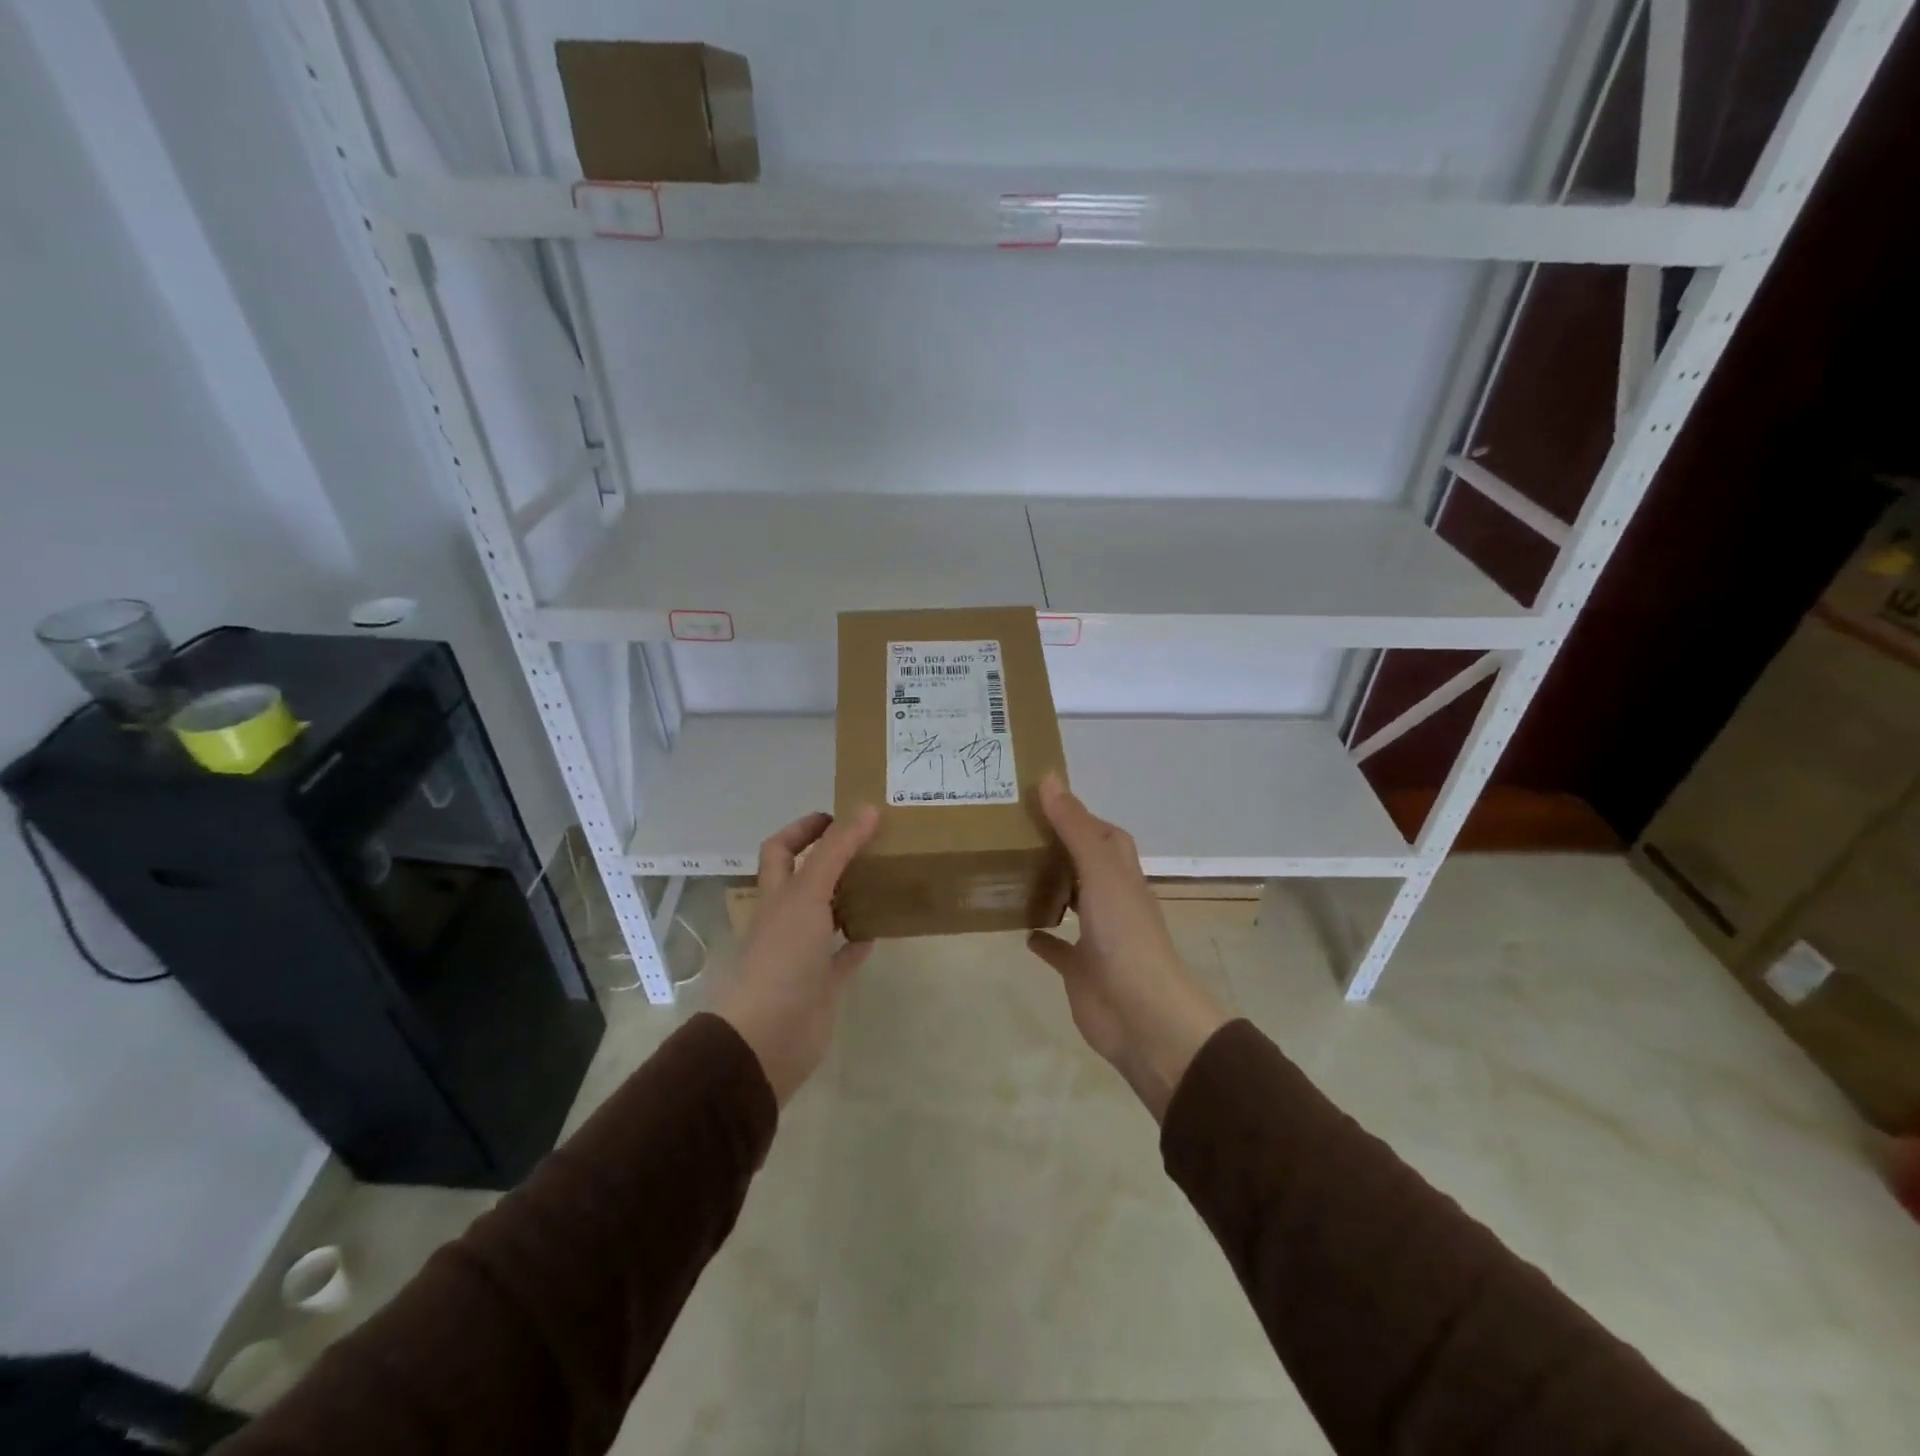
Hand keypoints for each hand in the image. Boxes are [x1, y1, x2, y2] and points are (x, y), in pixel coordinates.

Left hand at [714, 806, 878, 1105]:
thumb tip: (866, 808)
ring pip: (829, 914)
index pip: (781, 850)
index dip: (803, 829)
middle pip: (807, 879)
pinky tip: (883, 925)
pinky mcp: (823, 982)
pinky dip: (860, 939)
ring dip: (851, 896)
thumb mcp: (808, 894)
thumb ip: (836, 851)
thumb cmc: (782, 956)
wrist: (769, 1035)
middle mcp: (786, 918)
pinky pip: (844, 954)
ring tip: (885, 876)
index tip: (838, 816)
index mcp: (775, 894)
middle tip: (872, 843)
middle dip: (833, 859)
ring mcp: (804, 952)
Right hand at [1027, 775, 1228, 1119]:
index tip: (1045, 802)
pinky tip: (1021, 929)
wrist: (1140, 1013)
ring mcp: (1098, 937)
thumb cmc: (1124, 934)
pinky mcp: (1081, 970)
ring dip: (1052, 888)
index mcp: (1122, 875)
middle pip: (1089, 866)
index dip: (1082, 817)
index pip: (1106, 836)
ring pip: (1074, 904)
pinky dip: (1044, 937)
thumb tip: (1049, 778)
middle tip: (1018, 832)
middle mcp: (1113, 901)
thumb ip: (1074, 827)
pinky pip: (1059, 949)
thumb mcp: (1099, 871)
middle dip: (1061, 849)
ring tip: (1014, 871)